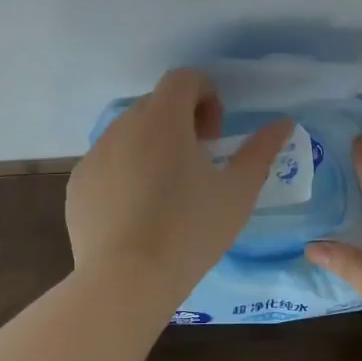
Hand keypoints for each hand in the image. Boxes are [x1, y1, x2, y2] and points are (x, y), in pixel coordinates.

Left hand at [66, 69, 294, 304]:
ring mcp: (95, 155)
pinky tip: (139, 212)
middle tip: (199, 161)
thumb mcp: (237, 192)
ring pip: (129, 133)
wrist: (126, 281)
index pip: (184, 79)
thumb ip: (261, 150)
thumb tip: (283, 124)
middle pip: (156, 104)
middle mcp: (123, 125)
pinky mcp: (78, 184)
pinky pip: (108, 163)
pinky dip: (126, 171)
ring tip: (169, 190)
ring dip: (153, 145)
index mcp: (163, 118)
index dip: (206, 96)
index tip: (216, 135)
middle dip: (181, 121)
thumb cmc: (190, 230)